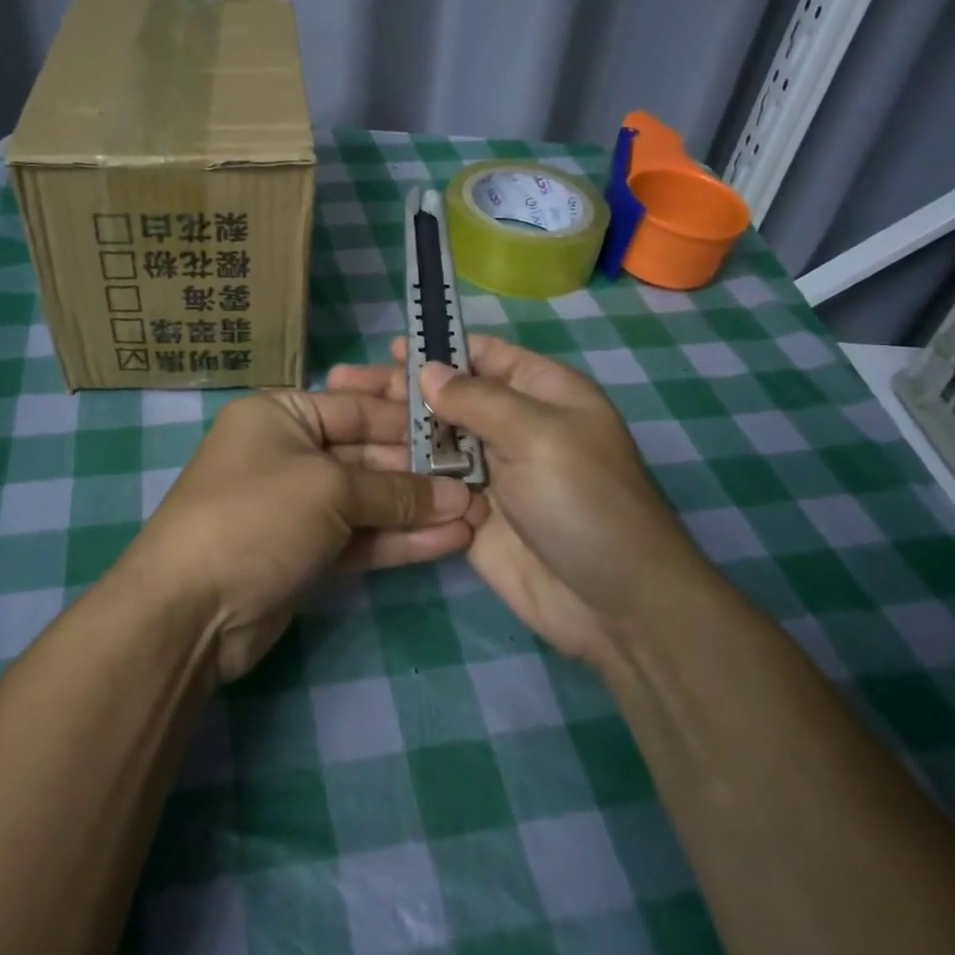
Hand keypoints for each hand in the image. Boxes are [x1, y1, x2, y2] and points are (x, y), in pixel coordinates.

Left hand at [124, 382, 486, 681]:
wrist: (189, 609)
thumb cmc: (257, 515)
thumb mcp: (329, 488)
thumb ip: (395, 491)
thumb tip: (456, 497)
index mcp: (280, 414)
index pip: (357, 408)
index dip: (409, 423)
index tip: (461, 434)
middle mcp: (287, 452)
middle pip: (366, 454)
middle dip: (420, 472)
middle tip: (478, 481)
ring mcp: (295, 506)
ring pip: (366, 501)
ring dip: (417, 509)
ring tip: (477, 514)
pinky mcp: (303, 553)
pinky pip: (358, 537)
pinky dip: (398, 539)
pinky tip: (449, 540)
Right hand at [330, 336, 698, 667]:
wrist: (614, 605)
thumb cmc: (585, 501)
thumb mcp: (538, 434)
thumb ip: (477, 399)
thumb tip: (425, 370)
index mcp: (542, 393)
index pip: (484, 356)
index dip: (440, 348)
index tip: (391, 350)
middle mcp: (513, 426)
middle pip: (449, 397)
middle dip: (401, 388)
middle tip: (343, 382)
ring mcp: (490, 472)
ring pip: (433, 440)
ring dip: (392, 428)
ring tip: (340, 416)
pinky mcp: (469, 512)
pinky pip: (429, 483)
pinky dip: (398, 472)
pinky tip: (356, 462)